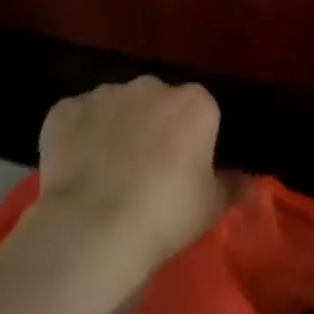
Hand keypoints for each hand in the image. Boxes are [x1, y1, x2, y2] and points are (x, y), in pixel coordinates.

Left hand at [26, 77, 229, 279]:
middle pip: (156, 102)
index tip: (183, 167)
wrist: (94, 227)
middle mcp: (151, 86)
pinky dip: (77, 136)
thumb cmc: (166, 214)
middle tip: (145, 169)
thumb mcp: (212, 206)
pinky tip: (75, 168)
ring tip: (105, 172)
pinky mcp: (65, 110)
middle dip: (152, 126)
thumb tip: (249, 182)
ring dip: (114, 128)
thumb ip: (233, 186)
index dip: (191, 138)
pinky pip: (76, 119)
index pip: (199, 111)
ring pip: (115, 106)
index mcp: (195, 103)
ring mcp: (104, 94)